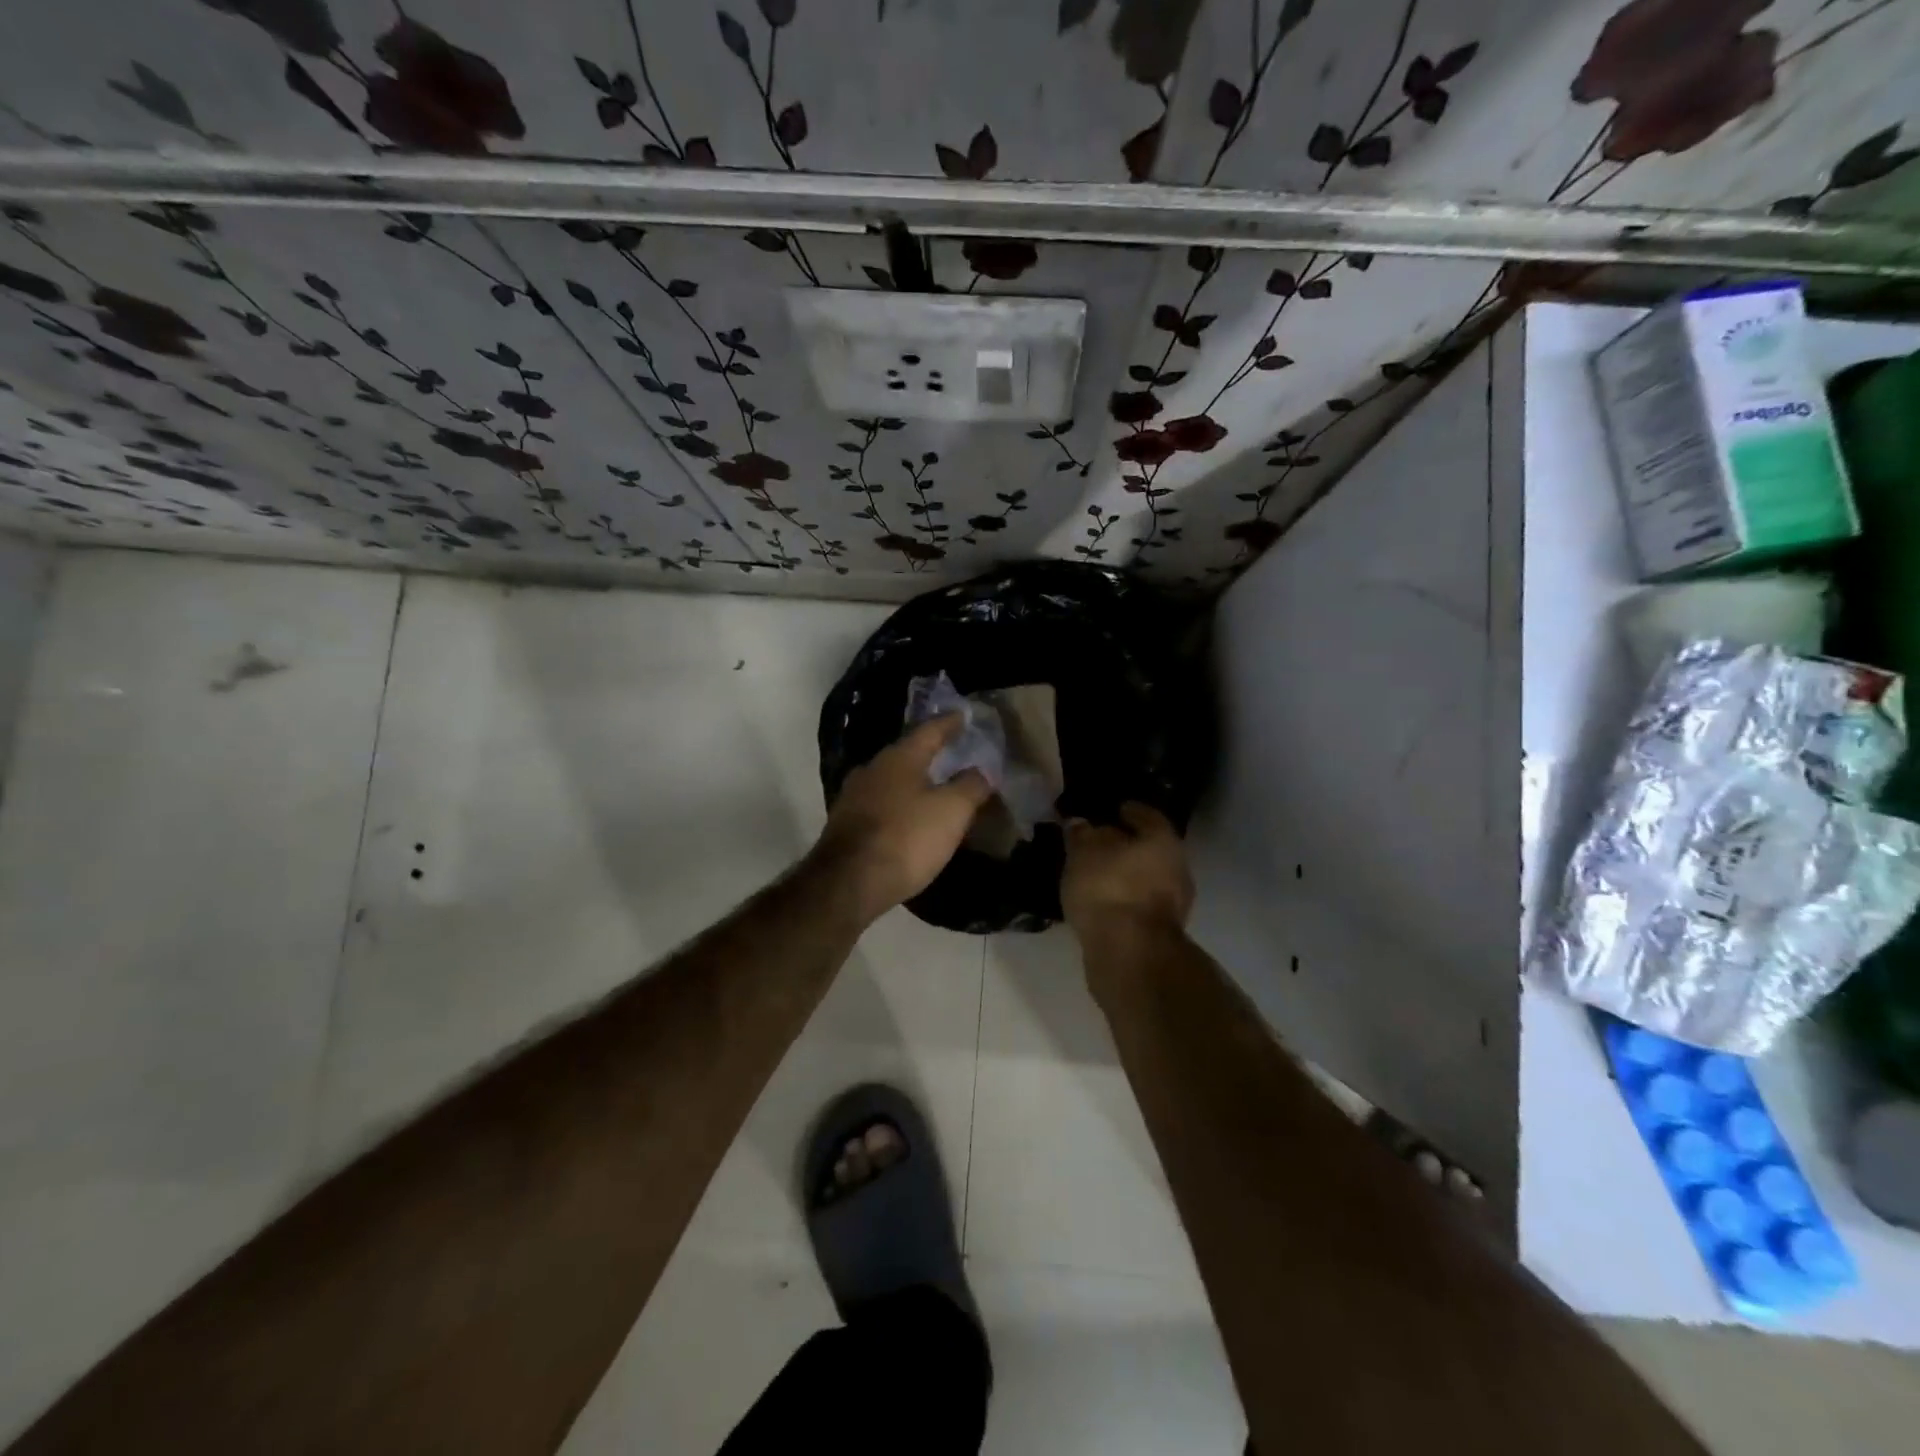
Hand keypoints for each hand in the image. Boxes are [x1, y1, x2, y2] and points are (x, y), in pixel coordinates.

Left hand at [814, 714, 992, 922]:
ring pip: (891, 780)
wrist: (848, 883)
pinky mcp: (845, 824)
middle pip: (907, 754)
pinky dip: (899, 806)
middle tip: (952, 754)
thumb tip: (981, 770)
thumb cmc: (906, 838)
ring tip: (933, 789)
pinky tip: (908, 818)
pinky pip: (880, 805)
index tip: (963, 716)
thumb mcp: (952, 811)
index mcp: (899, 758)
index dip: (949, 723)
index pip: (929, 730)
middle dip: (929, 754)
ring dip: (912, 782)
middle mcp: (872, 769)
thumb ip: (971, 786)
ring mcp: (853, 796)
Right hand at [1062, 802, 1193, 942]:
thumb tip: (1080, 823)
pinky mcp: (1162, 932)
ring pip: (1147, 877)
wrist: (1130, 953)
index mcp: (1163, 839)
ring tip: (1097, 874)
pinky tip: (1105, 901)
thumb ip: (1081, 835)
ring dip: (1127, 874)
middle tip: (1101, 843)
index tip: (1114, 810)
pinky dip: (1125, 898)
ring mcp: (1175, 903)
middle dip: (1128, 845)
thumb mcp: (1083, 853)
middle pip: (1151, 848)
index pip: (1147, 815)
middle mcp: (1178, 867)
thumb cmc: (1108, 888)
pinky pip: (1141, 903)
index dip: (1129, 811)